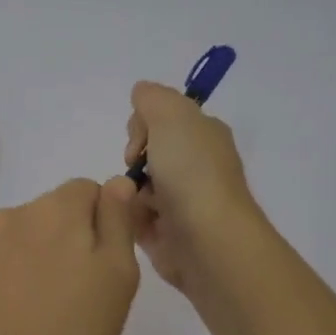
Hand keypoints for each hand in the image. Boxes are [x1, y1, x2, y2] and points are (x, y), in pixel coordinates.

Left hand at [0, 177, 141, 334]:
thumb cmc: (76, 327)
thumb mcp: (118, 272)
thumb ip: (119, 219)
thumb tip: (117, 182)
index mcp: (57, 205)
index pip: (92, 190)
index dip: (109, 220)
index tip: (114, 262)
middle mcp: (20, 211)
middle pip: (63, 208)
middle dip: (81, 235)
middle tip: (92, 288)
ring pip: (39, 232)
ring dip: (55, 252)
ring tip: (62, 301)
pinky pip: (17, 253)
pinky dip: (31, 269)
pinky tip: (36, 306)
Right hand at [123, 81, 261, 294]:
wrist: (207, 239)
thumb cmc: (191, 172)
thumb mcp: (171, 114)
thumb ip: (151, 97)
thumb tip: (141, 95)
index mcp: (204, 136)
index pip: (164, 118)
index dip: (143, 124)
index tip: (141, 139)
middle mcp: (197, 166)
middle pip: (147, 152)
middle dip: (133, 159)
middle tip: (135, 170)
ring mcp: (183, 202)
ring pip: (137, 186)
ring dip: (127, 190)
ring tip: (133, 202)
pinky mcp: (168, 234)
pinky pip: (135, 218)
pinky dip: (130, 217)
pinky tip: (133, 221)